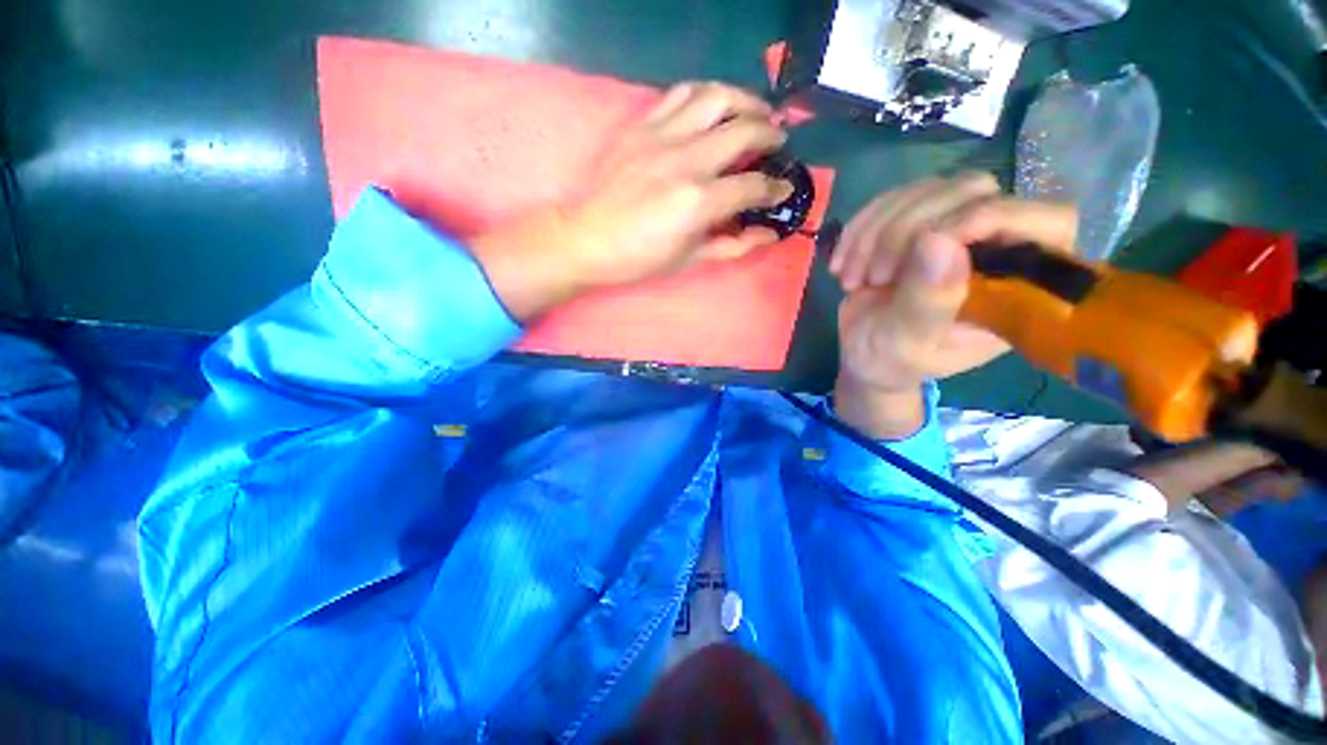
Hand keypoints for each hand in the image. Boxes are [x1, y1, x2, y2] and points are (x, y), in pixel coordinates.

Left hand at [472, 82, 791, 320]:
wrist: (589, 239)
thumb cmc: (641, 259)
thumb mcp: (690, 260)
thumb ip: (734, 244)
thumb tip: (769, 234)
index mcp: (699, 202)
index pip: (752, 186)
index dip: (775, 189)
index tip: (782, 189)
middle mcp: (686, 161)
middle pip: (744, 130)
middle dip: (771, 134)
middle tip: (778, 142)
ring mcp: (661, 137)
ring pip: (716, 97)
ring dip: (745, 100)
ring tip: (755, 111)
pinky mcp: (641, 126)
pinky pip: (680, 94)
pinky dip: (705, 95)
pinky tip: (713, 107)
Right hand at [831, 174, 1078, 392]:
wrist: (865, 354)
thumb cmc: (892, 361)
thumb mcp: (907, 345)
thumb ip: (927, 304)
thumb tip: (940, 242)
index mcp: (1018, 286)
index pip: (1045, 221)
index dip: (990, 216)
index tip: (924, 244)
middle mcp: (997, 246)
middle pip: (974, 191)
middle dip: (908, 231)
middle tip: (874, 277)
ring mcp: (955, 228)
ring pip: (927, 190)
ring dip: (875, 232)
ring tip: (853, 278)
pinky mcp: (918, 222)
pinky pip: (893, 199)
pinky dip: (860, 227)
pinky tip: (843, 260)